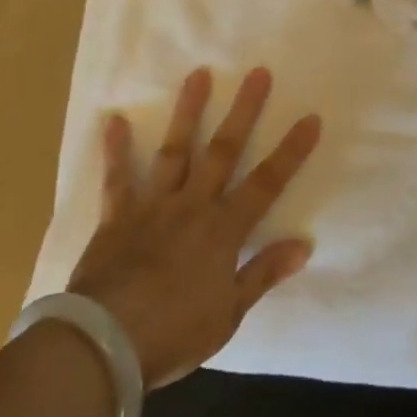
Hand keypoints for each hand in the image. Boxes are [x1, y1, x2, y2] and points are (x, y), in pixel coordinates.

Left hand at [67, 67, 320, 387]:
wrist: (105, 343)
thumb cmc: (174, 332)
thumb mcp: (229, 313)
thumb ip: (262, 273)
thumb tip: (303, 245)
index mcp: (223, 230)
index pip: (267, 183)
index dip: (291, 151)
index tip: (310, 118)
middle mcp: (192, 205)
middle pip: (223, 151)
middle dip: (244, 111)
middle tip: (257, 73)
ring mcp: (153, 206)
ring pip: (176, 151)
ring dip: (188, 112)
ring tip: (198, 74)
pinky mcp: (117, 216)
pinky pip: (118, 178)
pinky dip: (116, 150)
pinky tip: (114, 119)